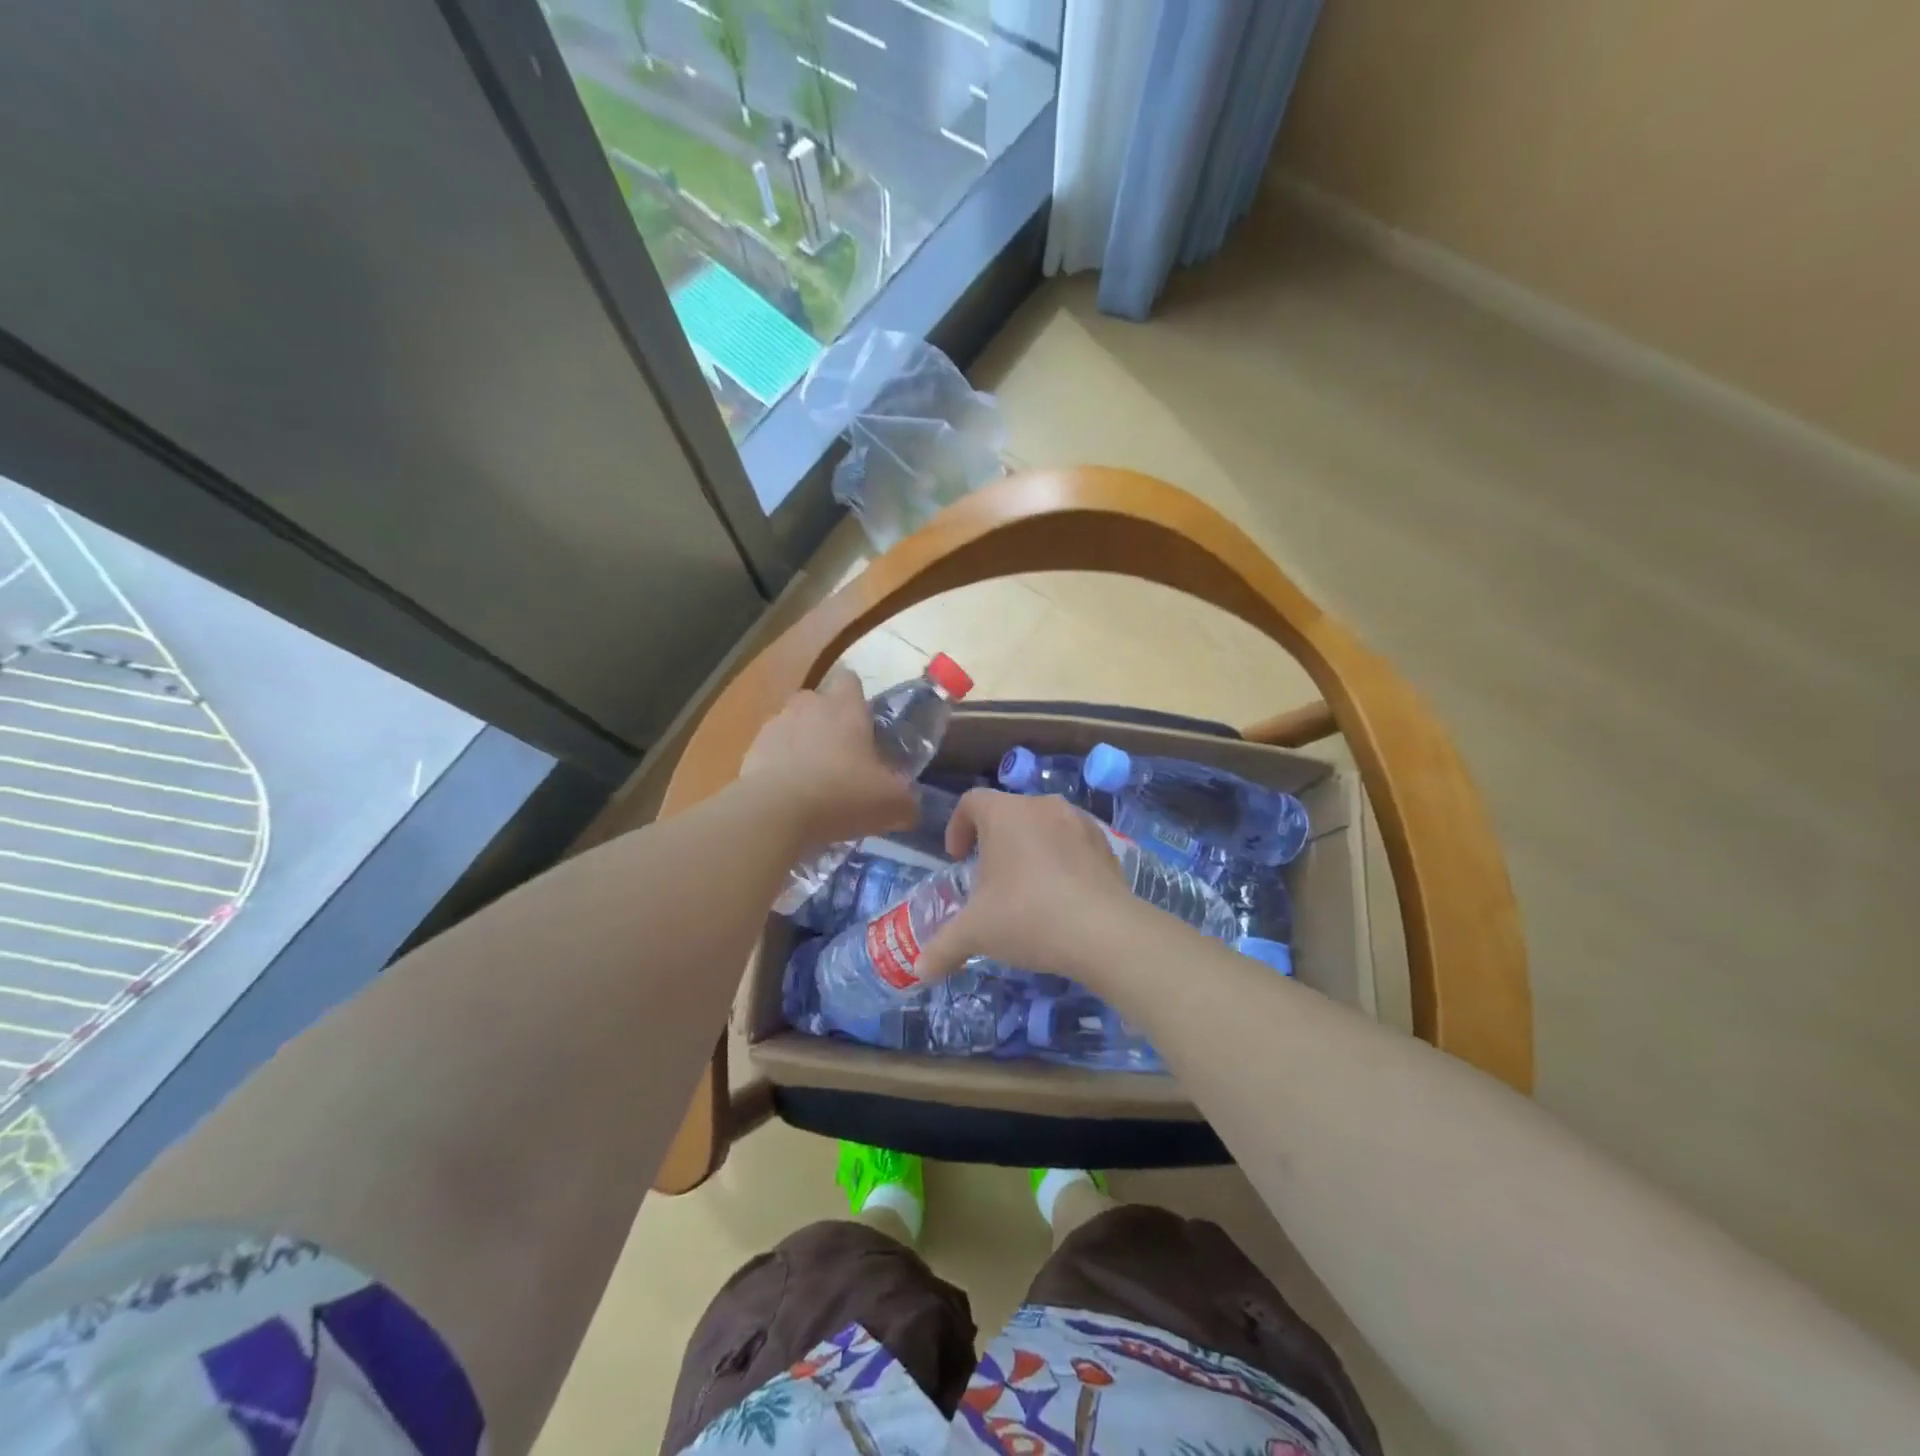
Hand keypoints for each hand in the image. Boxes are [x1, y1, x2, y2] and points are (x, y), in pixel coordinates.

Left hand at [739, 667, 917, 848]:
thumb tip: (911, 808)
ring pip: (792, 726)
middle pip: (818, 702)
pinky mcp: (750, 752)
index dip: (858, 698)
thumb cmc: (843, 795)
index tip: (865, 723)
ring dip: (801, 745)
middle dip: (828, 722)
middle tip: (842, 756)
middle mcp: (808, 706)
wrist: (776, 814)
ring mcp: (774, 726)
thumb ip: (907, 801)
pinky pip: (771, 753)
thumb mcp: (892, 804)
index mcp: (845, 707)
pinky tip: (790, 797)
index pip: (851, 681)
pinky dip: (779, 768)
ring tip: (813, 781)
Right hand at [915, 789, 1142, 984]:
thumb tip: (919, 971)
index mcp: (1005, 813)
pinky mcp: (1106, 843)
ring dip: (1029, 848)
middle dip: (994, 841)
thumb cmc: (1028, 916)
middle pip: (1008, 812)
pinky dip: (1061, 859)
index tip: (957, 859)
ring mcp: (1078, 821)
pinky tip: (1061, 895)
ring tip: (1026, 887)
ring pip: (1043, 826)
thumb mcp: (976, 933)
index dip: (958, 827)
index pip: (971, 802)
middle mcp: (1041, 806)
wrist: (1104, 931)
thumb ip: (942, 947)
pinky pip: (1073, 842)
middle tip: (988, 878)